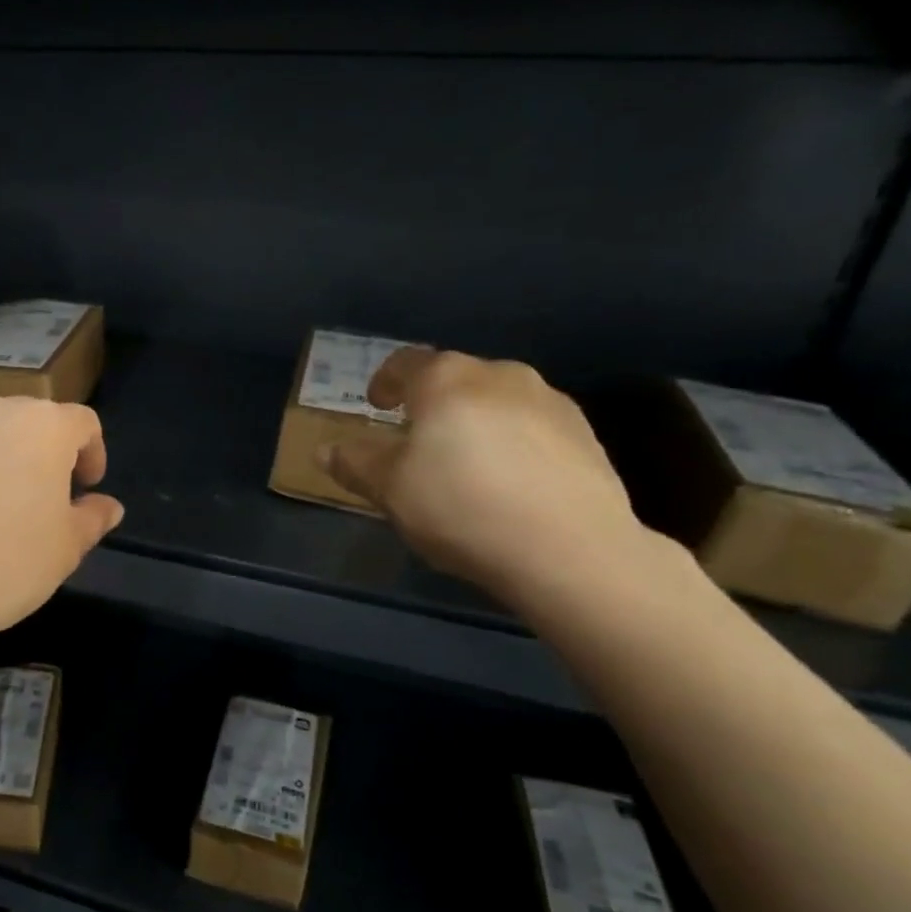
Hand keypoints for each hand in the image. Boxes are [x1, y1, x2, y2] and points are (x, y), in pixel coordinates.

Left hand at [0, 397, 124, 659]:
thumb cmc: (4, 564)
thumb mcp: (66, 549)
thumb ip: (92, 519)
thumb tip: (107, 506)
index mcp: (42, 426)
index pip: (82, 423)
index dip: (93, 453)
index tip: (86, 489)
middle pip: (33, 422)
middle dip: (47, 454)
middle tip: (47, 500)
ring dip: (4, 461)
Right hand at [321, 349, 648, 602]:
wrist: (569, 549)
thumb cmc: (460, 507)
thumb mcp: (390, 491)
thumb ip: (355, 465)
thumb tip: (325, 451)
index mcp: (446, 380)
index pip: (406, 362)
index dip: (385, 381)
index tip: (377, 404)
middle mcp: (500, 375)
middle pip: (454, 379)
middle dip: (432, 403)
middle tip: (418, 440)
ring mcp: (549, 401)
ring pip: (497, 401)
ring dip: (475, 420)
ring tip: (466, 463)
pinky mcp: (584, 434)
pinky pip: (532, 426)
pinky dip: (513, 441)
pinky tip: (509, 482)